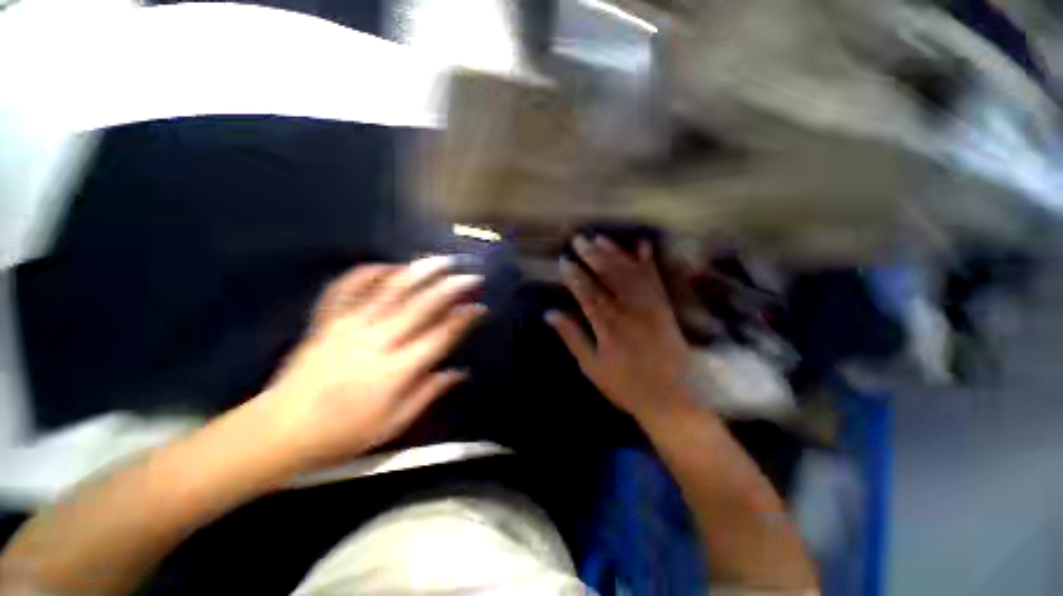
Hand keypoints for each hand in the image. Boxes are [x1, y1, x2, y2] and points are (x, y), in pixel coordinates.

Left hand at [255, 258, 484, 469]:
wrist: (280, 431)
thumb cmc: (342, 434)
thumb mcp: (393, 424)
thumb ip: (428, 393)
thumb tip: (459, 373)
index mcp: (395, 371)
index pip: (439, 337)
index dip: (463, 320)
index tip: (479, 307)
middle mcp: (376, 342)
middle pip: (420, 307)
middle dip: (450, 289)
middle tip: (470, 276)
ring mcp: (348, 328)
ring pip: (388, 292)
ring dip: (417, 273)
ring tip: (438, 261)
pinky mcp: (326, 322)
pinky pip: (345, 290)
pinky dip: (366, 273)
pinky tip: (385, 265)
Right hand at [546, 236, 694, 422]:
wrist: (670, 397)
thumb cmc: (624, 385)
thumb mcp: (591, 367)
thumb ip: (572, 337)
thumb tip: (550, 314)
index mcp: (607, 325)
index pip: (586, 293)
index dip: (574, 275)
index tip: (563, 260)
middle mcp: (628, 309)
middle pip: (607, 276)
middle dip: (591, 255)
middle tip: (578, 238)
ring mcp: (649, 305)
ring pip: (629, 272)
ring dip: (614, 253)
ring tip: (600, 238)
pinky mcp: (664, 306)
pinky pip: (655, 279)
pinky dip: (648, 261)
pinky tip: (642, 245)